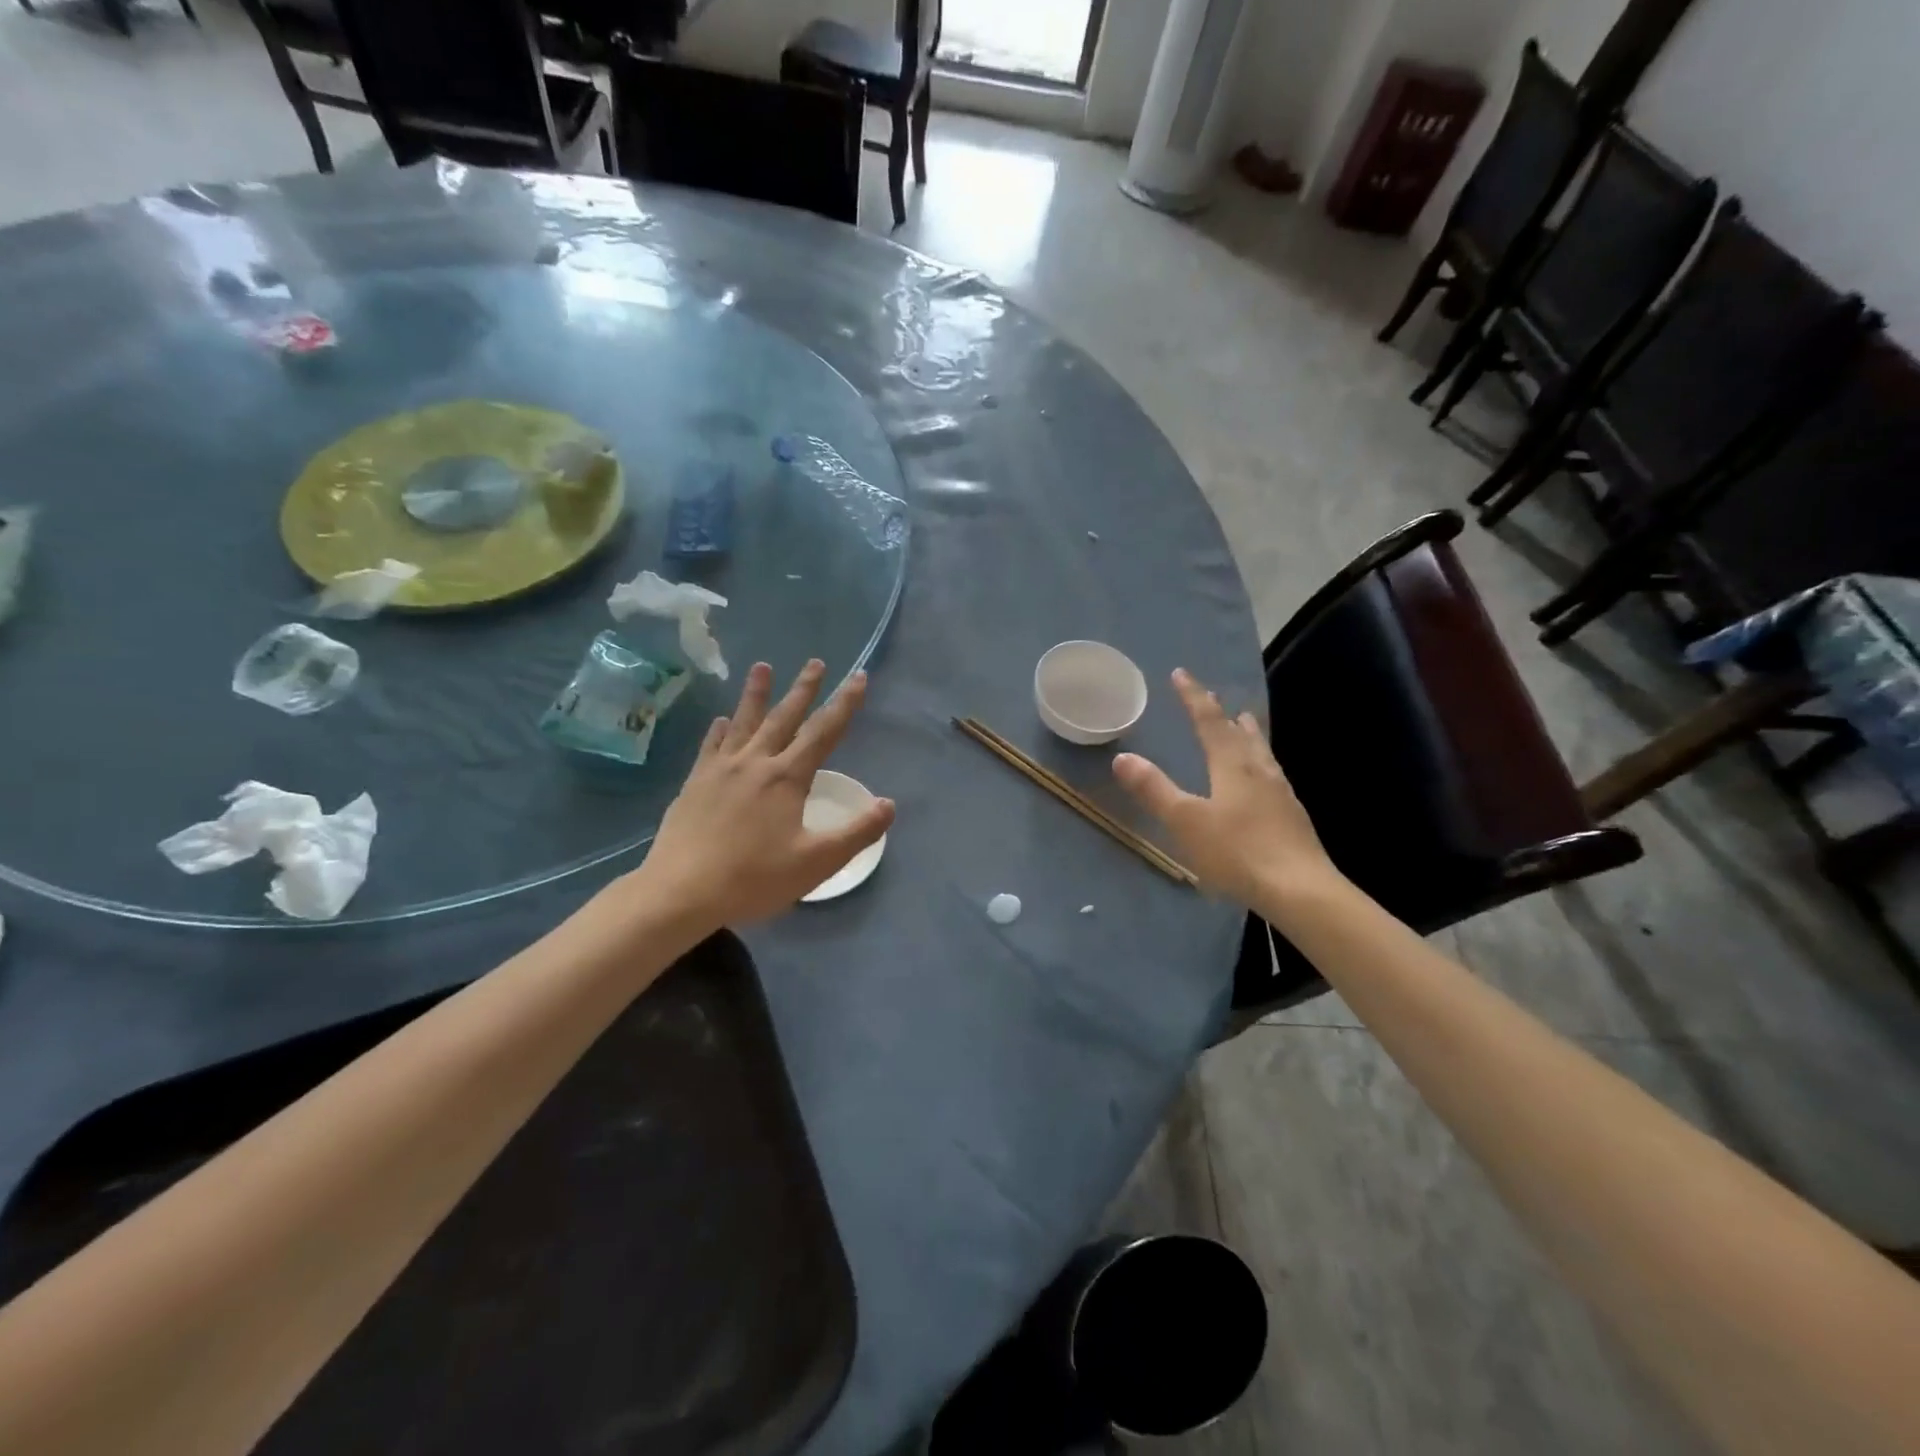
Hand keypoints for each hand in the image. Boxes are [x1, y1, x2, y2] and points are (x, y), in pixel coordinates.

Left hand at [630, 660, 894, 928]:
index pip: (824, 732)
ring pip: (744, 722)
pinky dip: (720, 729)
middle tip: (816, 662)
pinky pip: (711, 745)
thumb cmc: (754, 878)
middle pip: (784, 717)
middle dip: (804, 689)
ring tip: (762, 666)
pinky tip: (721, 720)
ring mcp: (720, 769)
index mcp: (787, 777)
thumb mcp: (817, 862)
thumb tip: (889, 805)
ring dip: (756, 693)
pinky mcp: (695, 783)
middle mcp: (755, 762)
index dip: (845, 703)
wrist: (681, 891)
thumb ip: (857, 832)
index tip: (858, 677)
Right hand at [1113, 668, 1341, 909]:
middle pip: (1241, 731)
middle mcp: (1259, 770)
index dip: (1193, 697)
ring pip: (1261, 751)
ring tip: (1243, 723)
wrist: (1300, 890)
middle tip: (1213, 697)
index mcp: (1233, 764)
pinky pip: (1271, 774)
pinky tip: (1262, 779)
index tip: (1180, 674)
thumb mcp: (1185, 821)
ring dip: (1247, 733)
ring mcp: (1280, 792)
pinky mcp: (1291, 815)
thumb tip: (1123, 757)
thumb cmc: (1237, 852)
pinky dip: (1259, 761)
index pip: (1209, 720)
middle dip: (1223, 712)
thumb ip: (1154, 789)